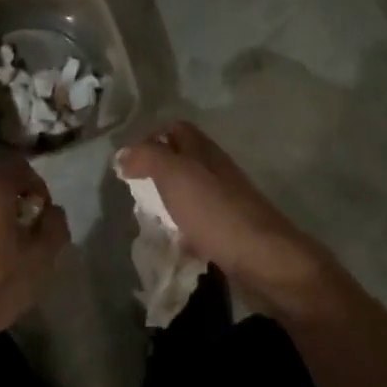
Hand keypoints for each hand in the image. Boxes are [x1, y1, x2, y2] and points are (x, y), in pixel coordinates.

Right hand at [115, 120, 336, 312]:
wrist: (263, 258)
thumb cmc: (215, 212)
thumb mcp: (175, 175)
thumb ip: (147, 158)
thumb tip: (123, 153)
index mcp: (204, 151)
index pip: (175, 129)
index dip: (150, 137)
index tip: (127, 162)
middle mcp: (216, 170)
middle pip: (182, 159)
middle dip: (155, 171)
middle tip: (133, 191)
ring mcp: (225, 201)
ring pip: (189, 191)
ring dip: (167, 201)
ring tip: (146, 217)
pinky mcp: (229, 230)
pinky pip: (199, 222)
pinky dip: (182, 229)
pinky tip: (171, 242)